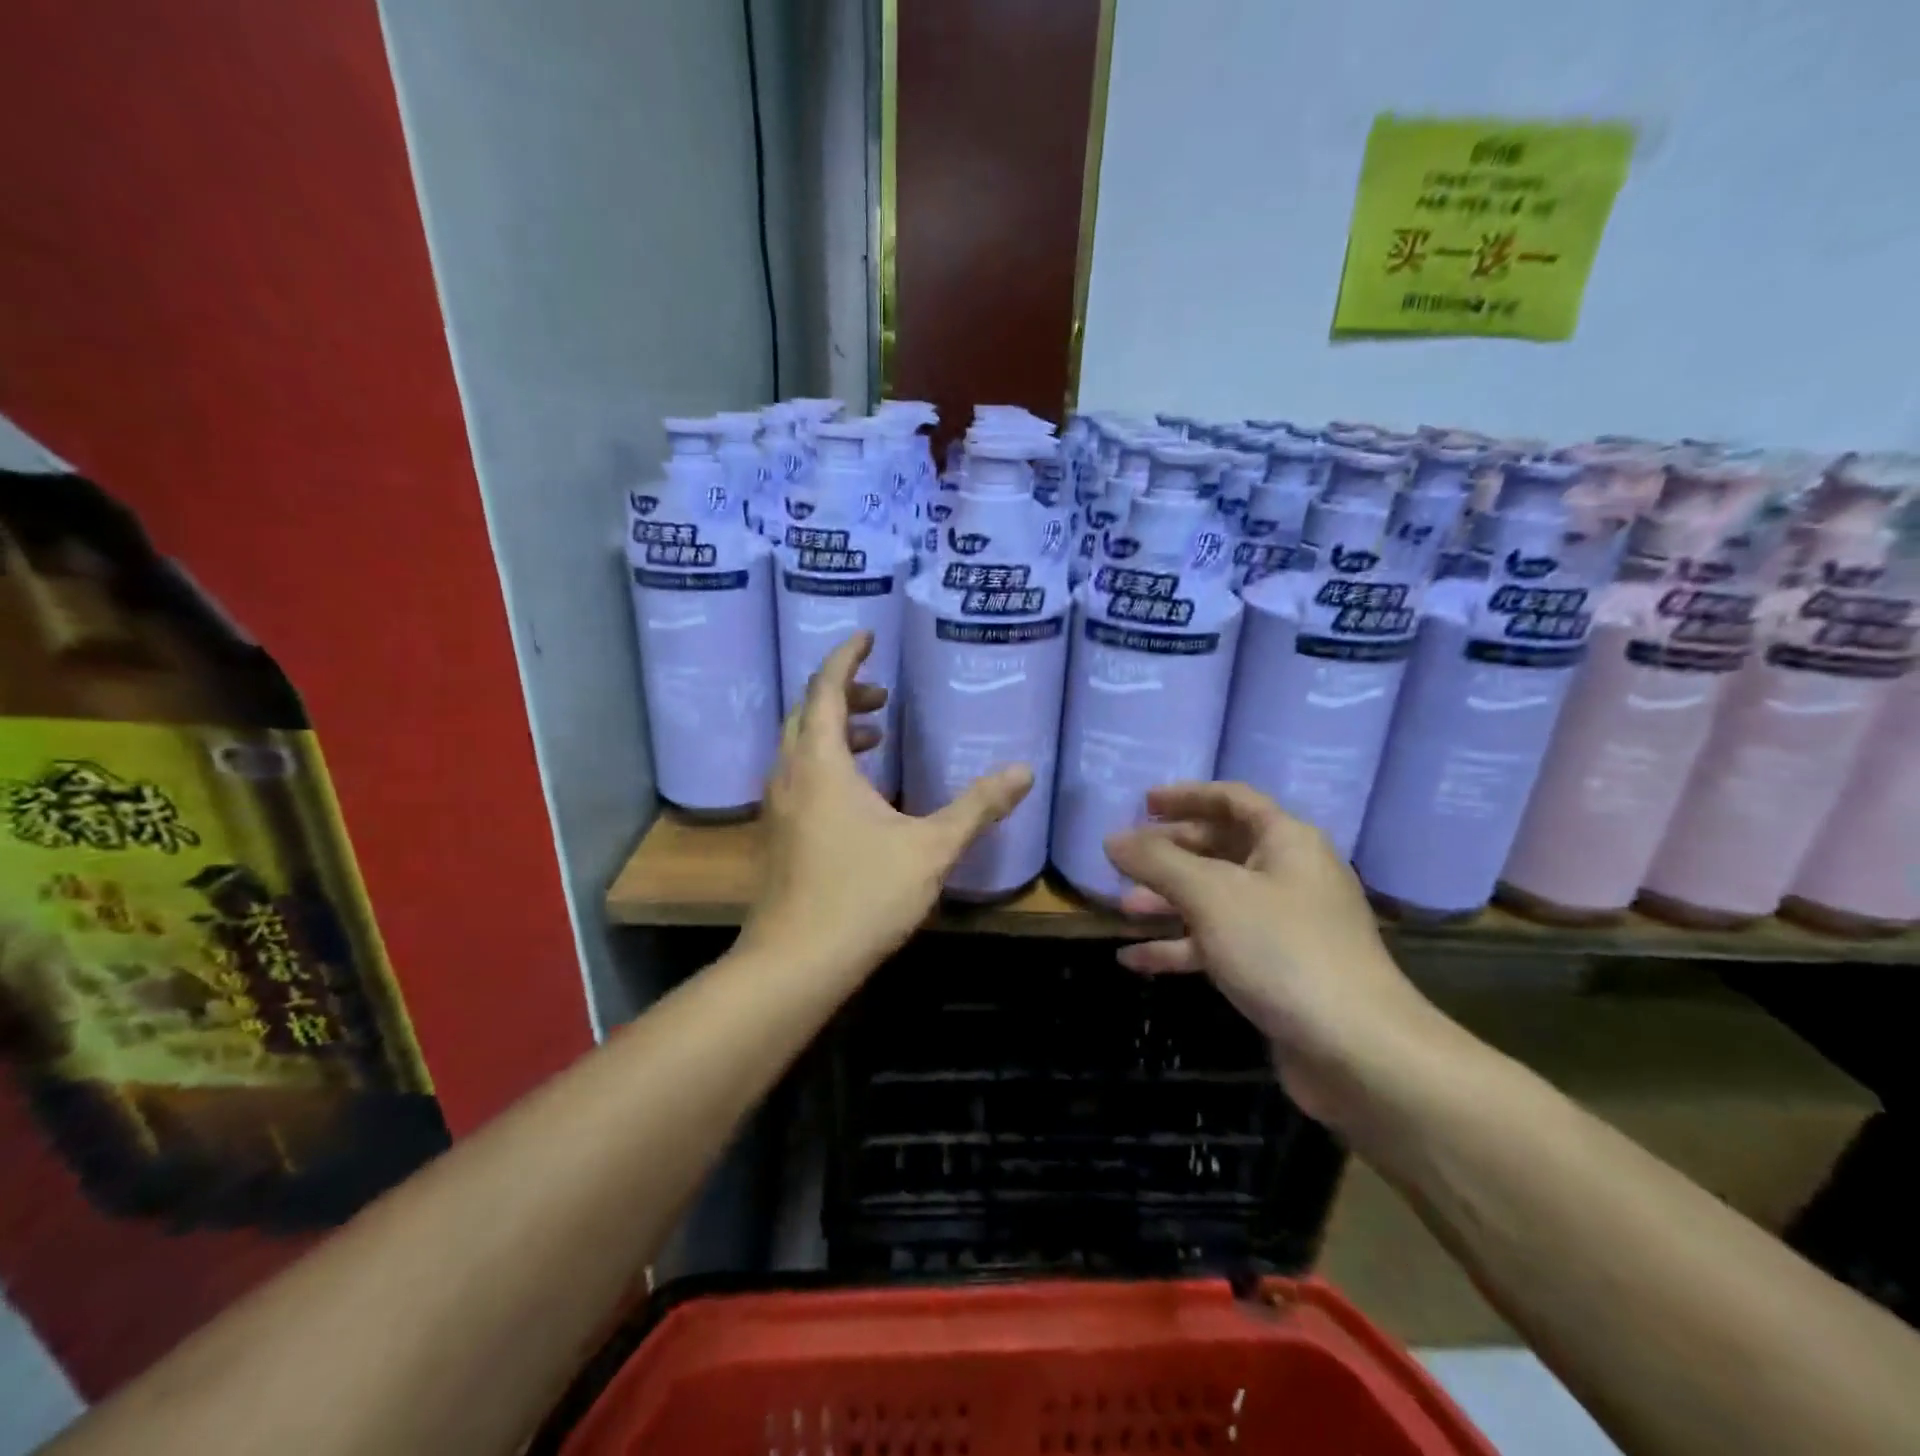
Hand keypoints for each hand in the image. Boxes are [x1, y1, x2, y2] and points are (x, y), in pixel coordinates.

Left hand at [740, 632, 1032, 981]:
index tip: (868, 637)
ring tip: (875, 733)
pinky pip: (798, 774)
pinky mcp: (779, 833)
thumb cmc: (863, 896)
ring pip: (800, 745)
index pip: (825, 687)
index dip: (846, 657)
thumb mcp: (931, 848)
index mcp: (821, 763)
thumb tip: (1024, 772)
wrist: (796, 962)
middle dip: (843, 692)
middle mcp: (791, 774)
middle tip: (883, 694)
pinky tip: (858, 791)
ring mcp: (778, 805)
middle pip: (807, 712)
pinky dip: (826, 761)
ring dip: (833, 728)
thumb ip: (978, 806)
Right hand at [1104, 782, 1442, 1127]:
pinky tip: (1135, 960)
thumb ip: (1156, 861)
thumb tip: (1112, 839)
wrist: (1357, 1051)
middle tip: (1125, 859)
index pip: (1232, 800)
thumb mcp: (1210, 895)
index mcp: (1286, 841)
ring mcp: (1284, 925)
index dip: (1186, 796)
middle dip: (1170, 853)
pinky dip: (1180, 947)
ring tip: (1123, 908)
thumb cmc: (1282, 950)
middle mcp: (1289, 875)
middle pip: (1221, 848)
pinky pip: (1219, 943)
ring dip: (1169, 901)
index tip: (1143, 803)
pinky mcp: (1276, 969)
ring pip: (1216, 899)